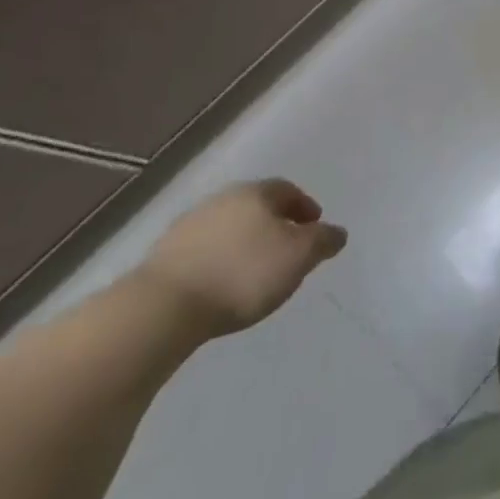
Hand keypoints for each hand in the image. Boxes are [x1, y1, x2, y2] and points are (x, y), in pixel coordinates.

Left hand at [135, 179, 346, 339]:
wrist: (163, 307)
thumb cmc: (243, 274)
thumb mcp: (299, 257)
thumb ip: (323, 241)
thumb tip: (337, 232)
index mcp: (256, 193)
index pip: (288, 190)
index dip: (304, 207)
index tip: (314, 228)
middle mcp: (222, 199)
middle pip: (256, 206)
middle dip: (274, 224)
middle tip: (286, 249)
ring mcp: (188, 226)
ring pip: (227, 227)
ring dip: (243, 243)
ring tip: (252, 272)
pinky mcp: (162, 256)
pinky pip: (202, 251)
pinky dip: (217, 261)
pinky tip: (220, 284)